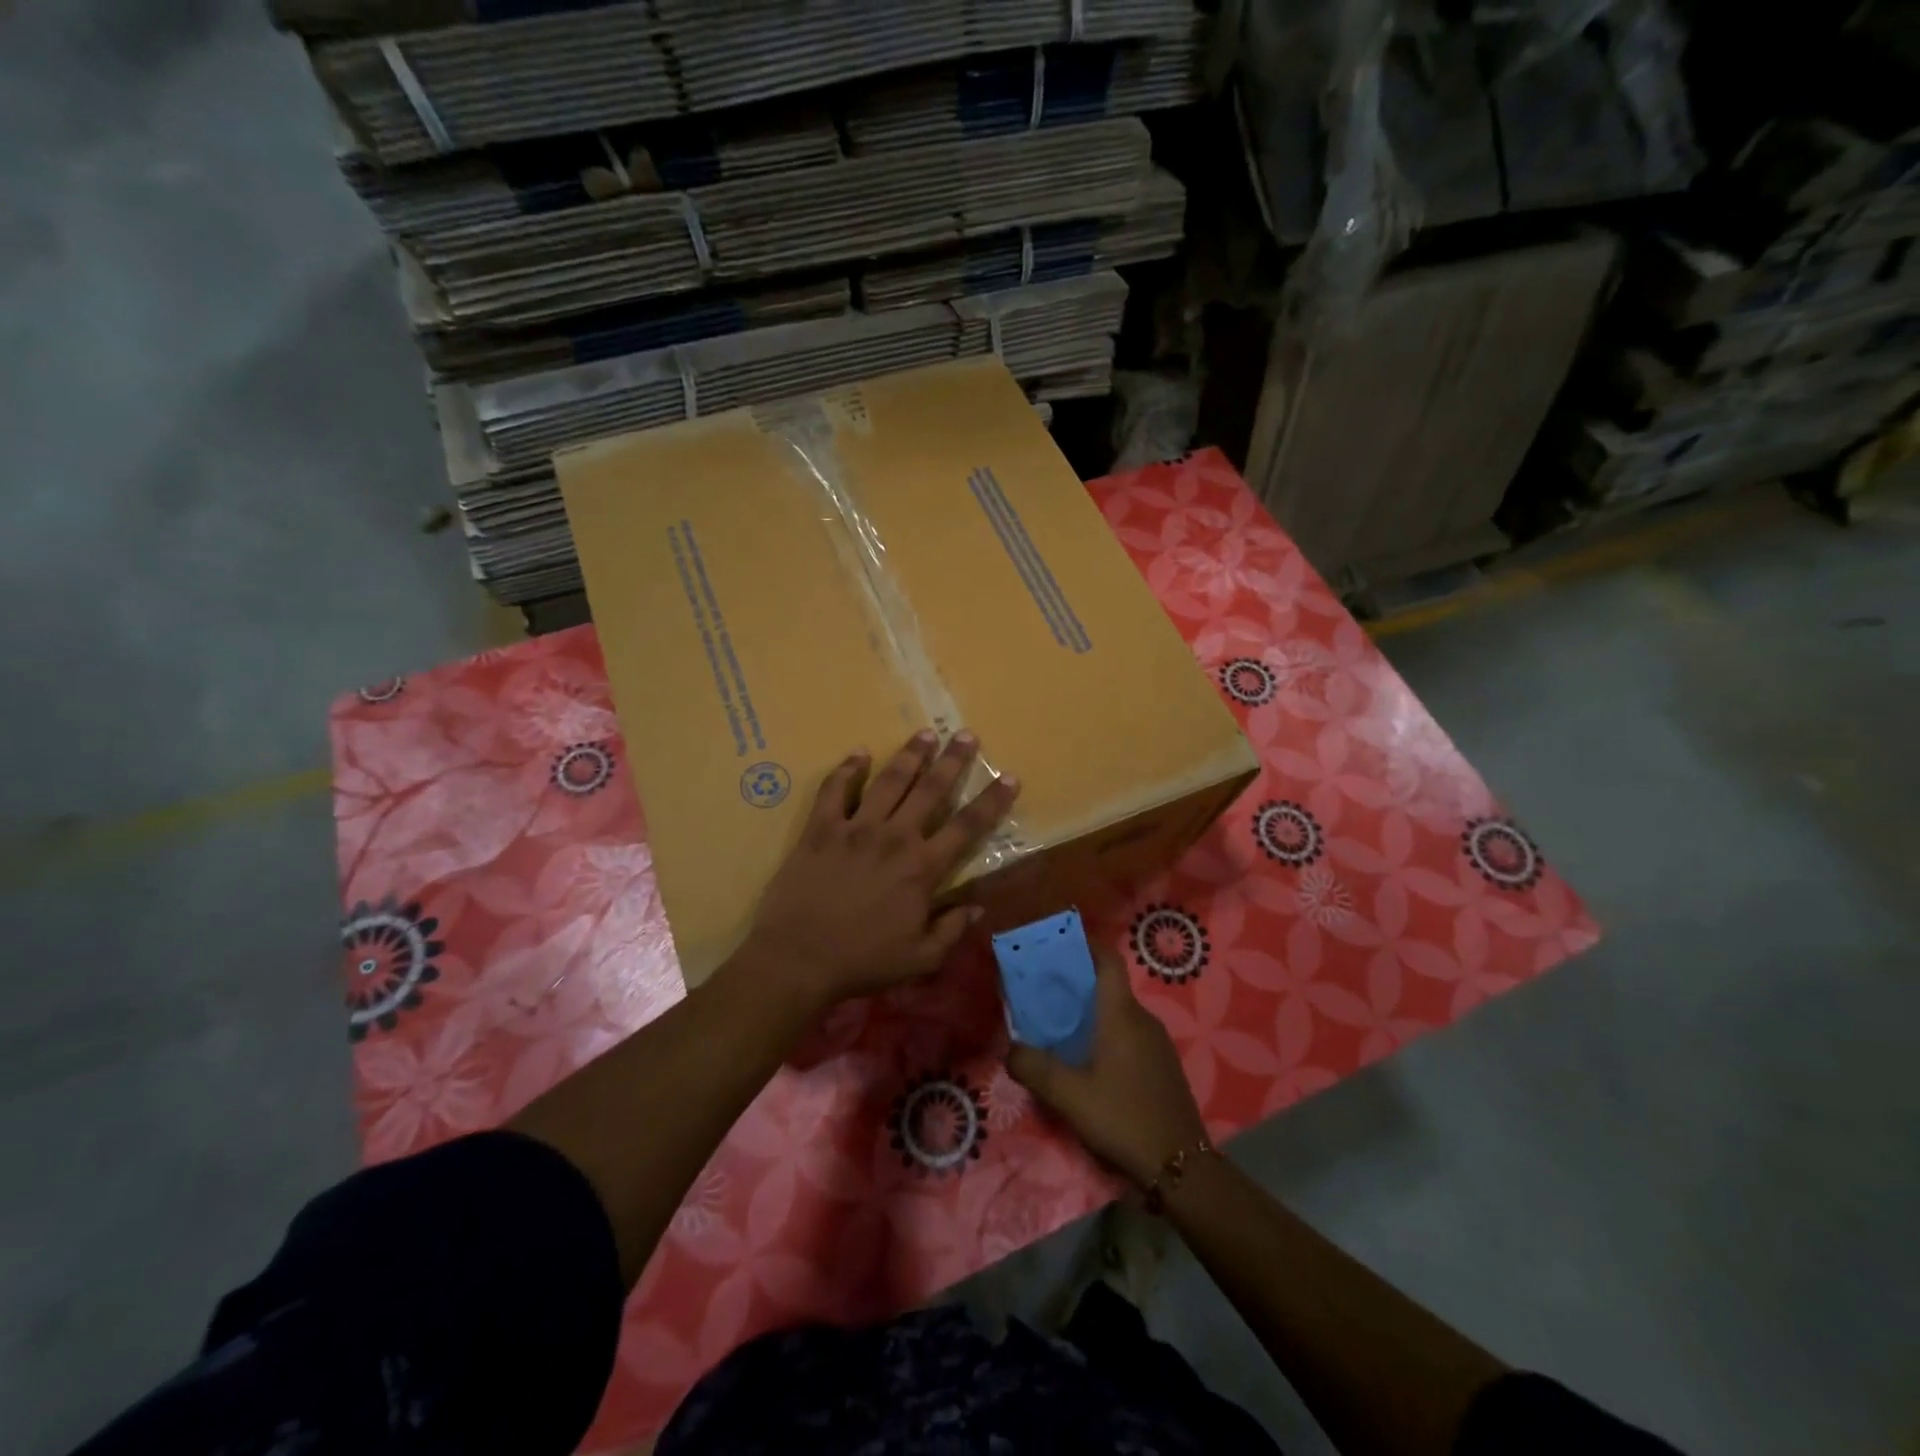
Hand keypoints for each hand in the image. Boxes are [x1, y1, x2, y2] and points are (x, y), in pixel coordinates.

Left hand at [741, 729, 1019, 1007]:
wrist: (798, 959)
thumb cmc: (862, 961)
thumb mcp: (920, 959)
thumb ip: (952, 930)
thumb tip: (978, 907)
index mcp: (922, 867)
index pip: (967, 826)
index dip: (992, 801)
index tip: (1010, 777)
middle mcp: (894, 837)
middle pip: (931, 789)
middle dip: (953, 760)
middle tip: (965, 734)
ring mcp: (855, 828)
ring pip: (889, 781)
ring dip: (910, 755)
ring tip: (925, 733)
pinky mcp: (821, 828)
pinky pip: (834, 790)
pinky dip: (847, 769)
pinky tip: (859, 753)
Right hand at [1007, 945, 1206, 1187]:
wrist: (1182, 1167)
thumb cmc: (1123, 1118)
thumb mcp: (1068, 1096)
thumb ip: (1033, 1067)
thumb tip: (1010, 1047)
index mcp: (1121, 1014)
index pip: (1108, 960)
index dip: (1087, 944)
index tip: (1059, 943)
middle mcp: (1143, 1019)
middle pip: (1109, 986)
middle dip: (1078, 983)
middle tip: (1044, 991)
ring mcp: (1157, 1042)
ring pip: (1119, 1012)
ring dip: (1092, 1012)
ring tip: (1060, 1027)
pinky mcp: (1163, 1065)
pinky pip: (1130, 1034)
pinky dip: (1107, 1033)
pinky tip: (1089, 1061)